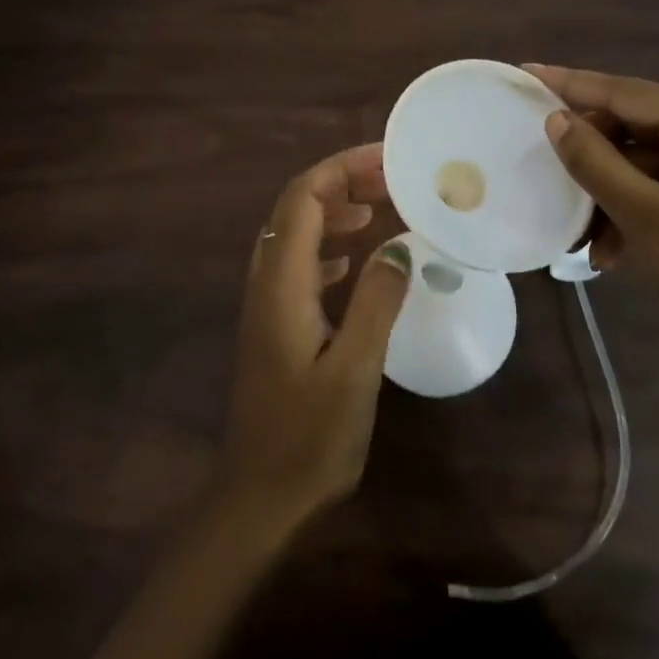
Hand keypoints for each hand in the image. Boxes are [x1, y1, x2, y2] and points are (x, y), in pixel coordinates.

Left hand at [219, 144, 411, 530]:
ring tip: (380, 209)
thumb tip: (399, 246)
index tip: (388, 160)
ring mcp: (266, 302)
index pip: (303, 198)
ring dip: (335, 211)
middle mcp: (267, 281)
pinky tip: (357, 260)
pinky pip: (300, 264)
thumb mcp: (355, 369)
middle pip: (297, 208)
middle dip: (342, 183)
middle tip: (392, 181)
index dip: (342, 168)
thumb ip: (376, 301)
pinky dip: (329, 246)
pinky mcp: (275, 323)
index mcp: (282, 282)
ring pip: (297, 234)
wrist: (259, 498)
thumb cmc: (309, 437)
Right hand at [528, 64, 658, 374]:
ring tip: (583, 238)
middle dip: (592, 158)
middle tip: (546, 172)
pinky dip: (637, 208)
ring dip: (611, 193)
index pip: (625, 91)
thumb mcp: (642, 215)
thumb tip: (556, 118)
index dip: (570, 83)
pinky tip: (613, 249)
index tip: (525, 71)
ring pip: (648, 161)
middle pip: (636, 125)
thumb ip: (593, 160)